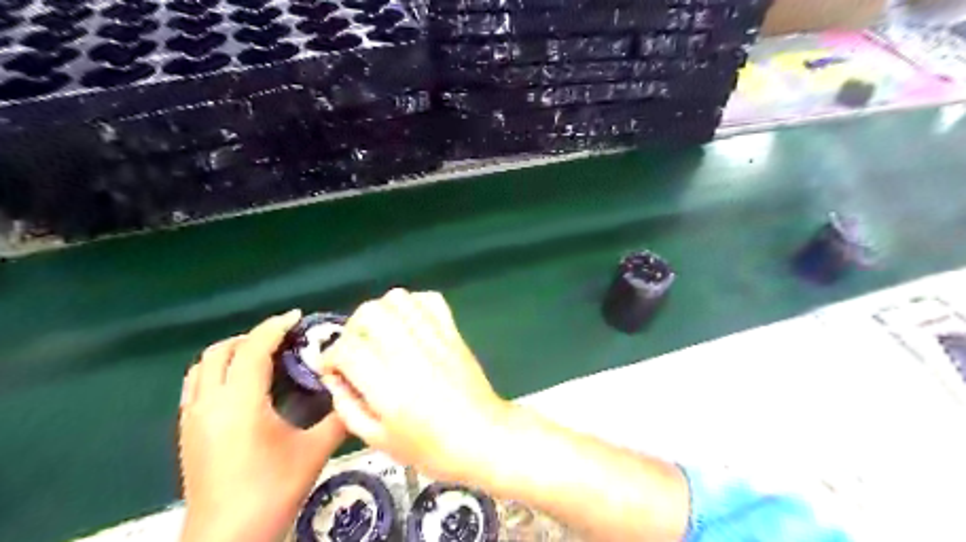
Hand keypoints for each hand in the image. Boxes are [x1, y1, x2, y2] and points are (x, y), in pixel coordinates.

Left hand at [176, 308, 347, 541]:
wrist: (226, 538)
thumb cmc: (272, 490)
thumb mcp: (314, 451)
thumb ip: (340, 418)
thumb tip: (358, 393)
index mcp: (240, 402)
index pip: (253, 348)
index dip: (275, 326)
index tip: (298, 317)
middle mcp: (209, 403)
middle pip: (222, 350)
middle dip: (253, 336)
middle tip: (284, 340)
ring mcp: (192, 417)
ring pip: (203, 366)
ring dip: (232, 352)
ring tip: (262, 357)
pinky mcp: (186, 432)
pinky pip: (196, 384)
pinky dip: (217, 371)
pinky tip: (240, 385)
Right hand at [319, 290, 511, 479]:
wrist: (484, 437)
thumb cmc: (432, 449)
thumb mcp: (380, 441)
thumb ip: (349, 407)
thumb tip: (335, 378)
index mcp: (387, 385)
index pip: (347, 349)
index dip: (330, 357)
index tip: (332, 369)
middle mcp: (409, 353)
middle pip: (370, 313)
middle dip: (352, 328)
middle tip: (356, 348)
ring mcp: (434, 338)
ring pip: (398, 299)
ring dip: (381, 312)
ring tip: (381, 334)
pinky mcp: (453, 333)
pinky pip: (430, 300)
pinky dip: (413, 305)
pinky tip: (409, 324)